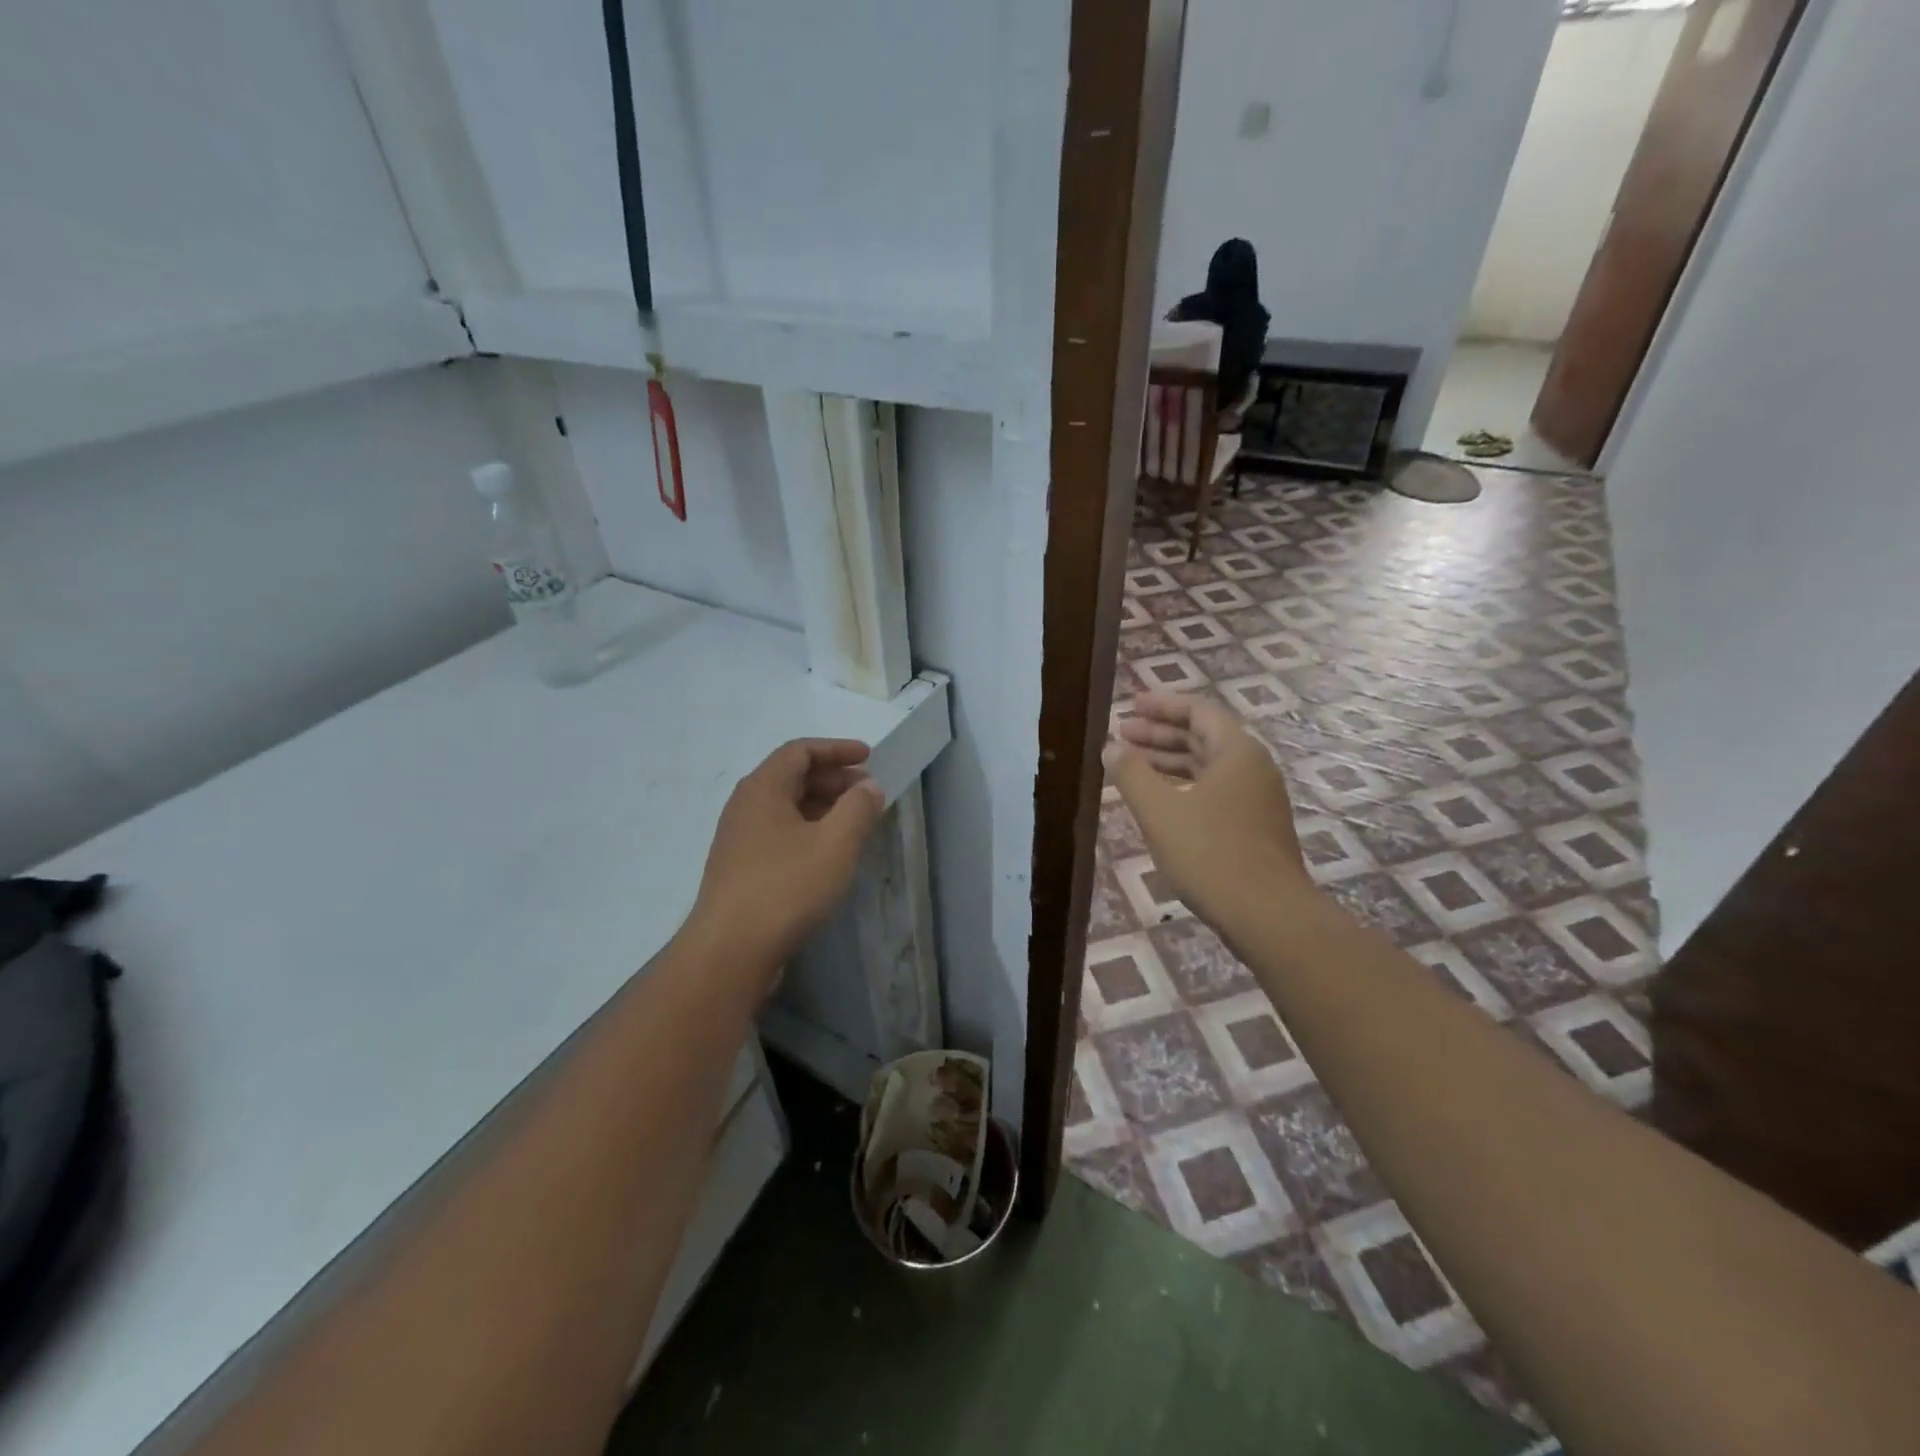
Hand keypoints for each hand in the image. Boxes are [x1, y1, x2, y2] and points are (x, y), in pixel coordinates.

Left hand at [688, 739, 885, 980]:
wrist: (729, 951)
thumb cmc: (786, 887)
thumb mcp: (835, 843)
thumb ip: (858, 808)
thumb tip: (867, 786)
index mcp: (763, 788)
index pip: (800, 751)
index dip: (836, 749)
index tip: (868, 757)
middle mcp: (745, 806)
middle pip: (791, 776)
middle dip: (832, 778)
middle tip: (866, 791)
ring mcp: (738, 839)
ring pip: (785, 807)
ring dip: (821, 805)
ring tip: (853, 821)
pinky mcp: (739, 868)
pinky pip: (778, 832)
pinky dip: (807, 829)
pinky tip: (826, 853)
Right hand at [1106, 693, 1309, 926]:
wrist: (1267, 915)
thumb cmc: (1210, 854)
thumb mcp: (1160, 810)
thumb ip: (1132, 774)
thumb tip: (1111, 747)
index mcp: (1237, 752)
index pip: (1198, 711)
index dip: (1162, 705)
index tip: (1130, 707)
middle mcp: (1252, 768)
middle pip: (1203, 736)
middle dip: (1160, 734)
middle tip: (1122, 735)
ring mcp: (1256, 799)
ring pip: (1207, 766)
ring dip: (1169, 761)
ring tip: (1131, 766)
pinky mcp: (1254, 827)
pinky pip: (1214, 791)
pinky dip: (1183, 787)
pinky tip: (1158, 802)